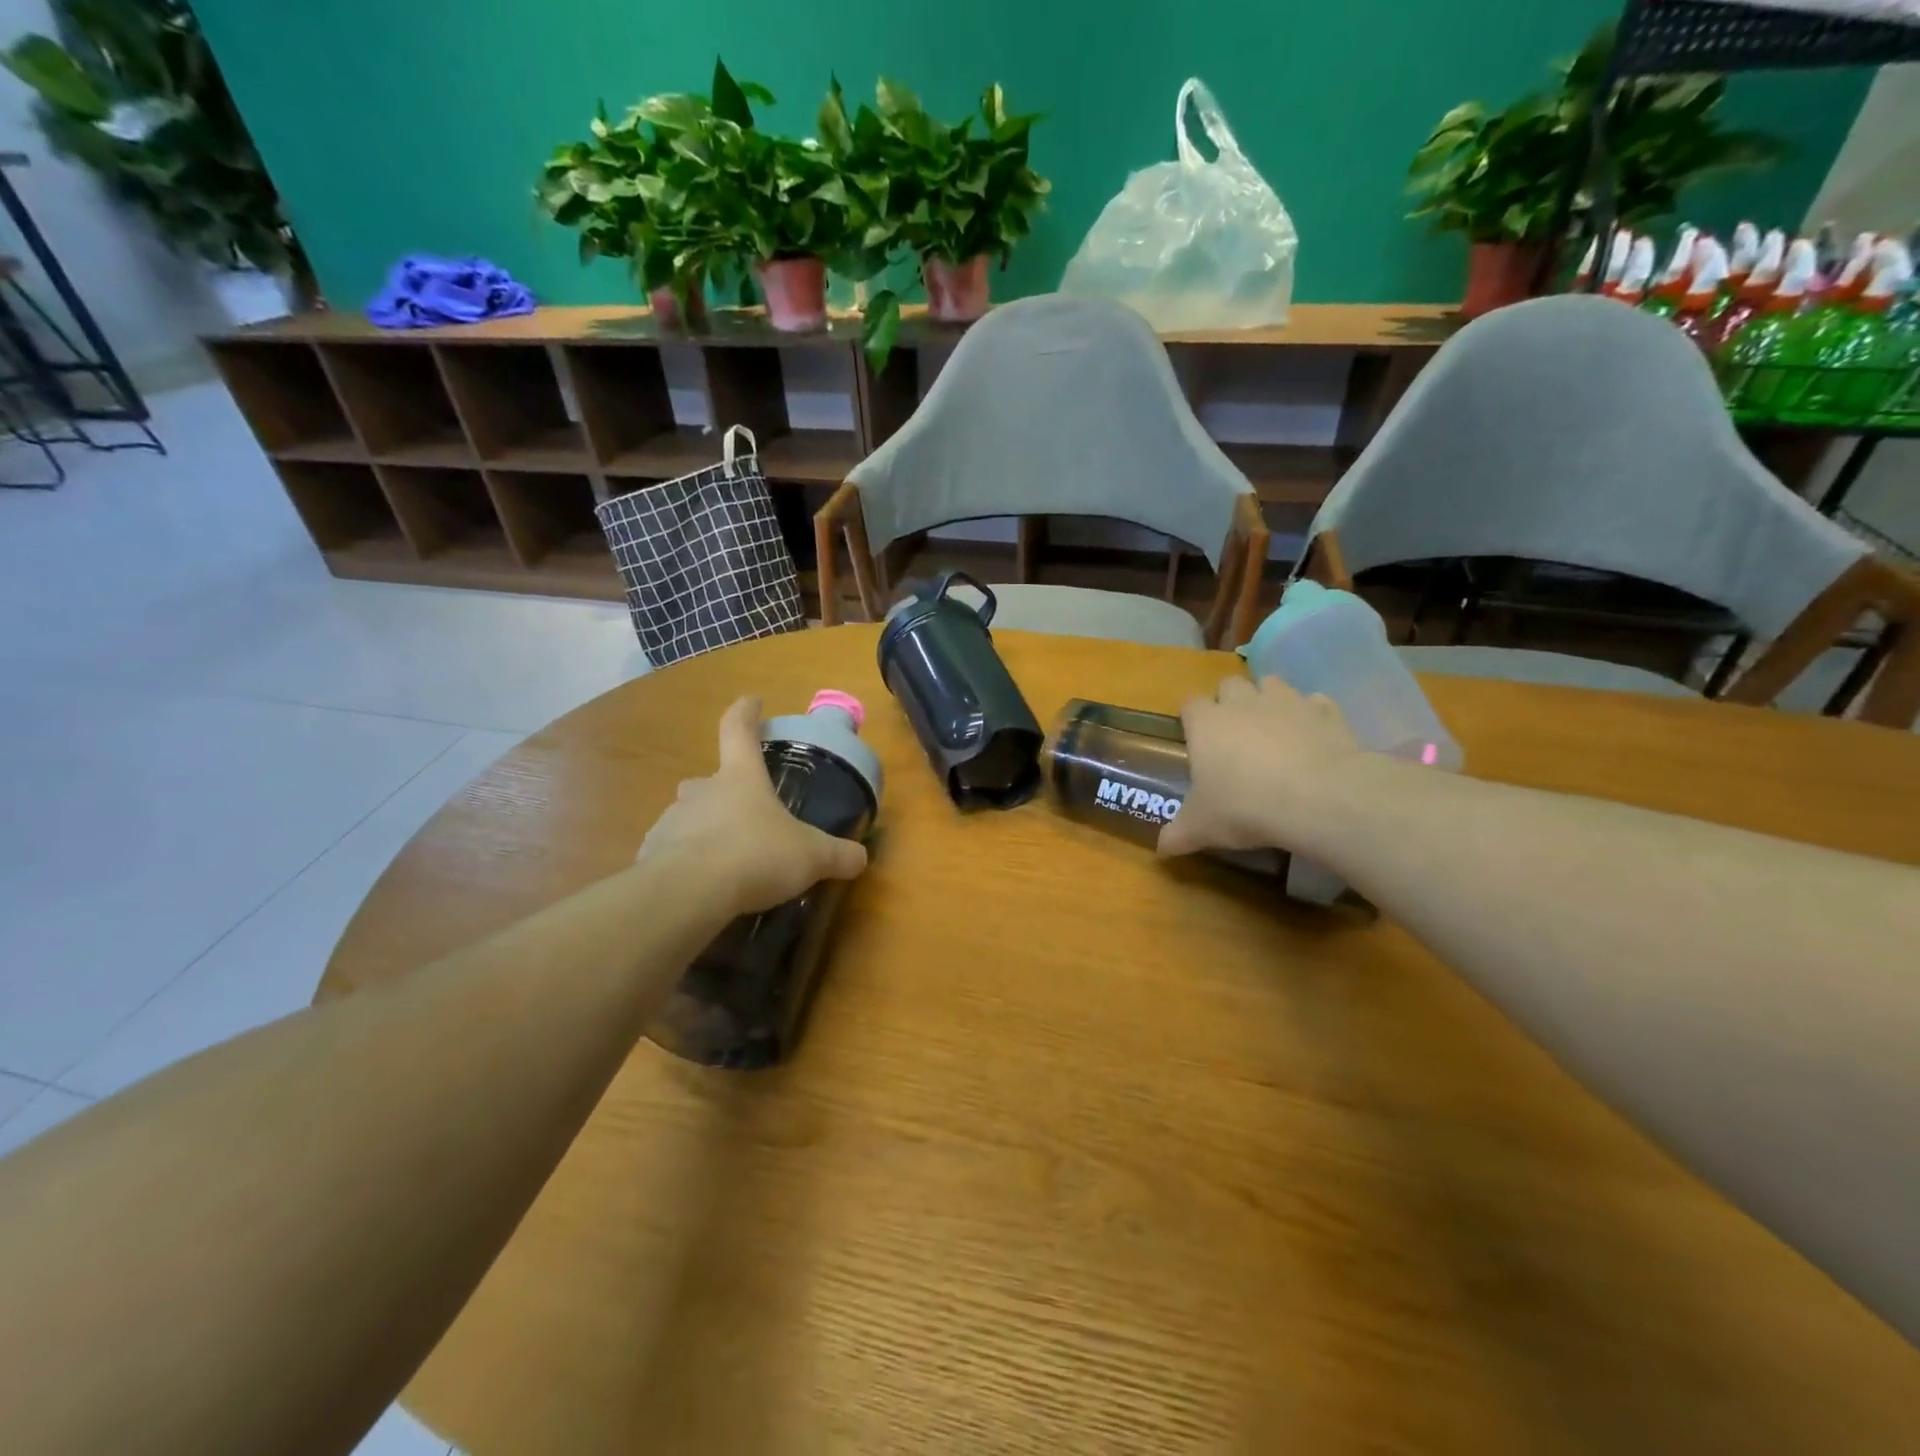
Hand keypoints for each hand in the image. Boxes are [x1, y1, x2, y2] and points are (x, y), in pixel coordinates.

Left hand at [639, 697, 868, 915]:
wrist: (688, 893)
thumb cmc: (756, 855)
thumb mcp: (812, 857)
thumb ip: (838, 856)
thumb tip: (861, 858)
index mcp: (741, 778)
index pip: (739, 730)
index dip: (746, 713)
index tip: (751, 701)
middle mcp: (702, 791)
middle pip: (709, 779)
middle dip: (724, 790)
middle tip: (743, 810)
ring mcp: (672, 822)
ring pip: (689, 817)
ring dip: (706, 830)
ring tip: (727, 859)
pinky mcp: (653, 855)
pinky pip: (673, 853)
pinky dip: (688, 864)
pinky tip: (704, 887)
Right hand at [1158, 675, 1363, 859]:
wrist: (1319, 798)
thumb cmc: (1245, 806)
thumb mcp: (1202, 827)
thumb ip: (1178, 834)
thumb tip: (1162, 849)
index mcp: (1206, 723)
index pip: (1190, 704)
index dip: (1191, 718)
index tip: (1194, 739)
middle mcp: (1243, 702)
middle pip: (1229, 684)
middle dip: (1230, 701)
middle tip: (1233, 735)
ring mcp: (1287, 702)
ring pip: (1271, 684)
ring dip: (1269, 701)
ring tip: (1273, 732)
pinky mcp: (1326, 712)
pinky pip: (1315, 703)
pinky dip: (1311, 716)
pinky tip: (1312, 740)